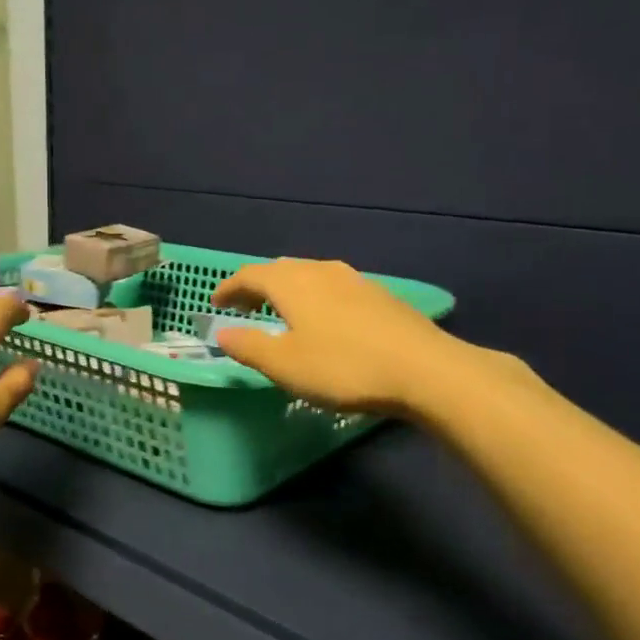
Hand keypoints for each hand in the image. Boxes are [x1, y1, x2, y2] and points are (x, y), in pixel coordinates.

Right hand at [210, 257, 458, 416]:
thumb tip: (223, 334)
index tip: (215, 302)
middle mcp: (320, 271)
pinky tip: (324, 320)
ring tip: (281, 312)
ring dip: (288, 290)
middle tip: (244, 307)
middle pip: (280, 270)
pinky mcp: (379, 295)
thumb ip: (249, 346)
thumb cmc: (343, 367)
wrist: (425, 369)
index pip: (249, 275)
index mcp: (291, 283)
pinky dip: (315, 297)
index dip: (228, 288)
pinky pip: (333, 287)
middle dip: (257, 286)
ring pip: (309, 276)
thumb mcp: (285, 365)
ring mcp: (354, 280)